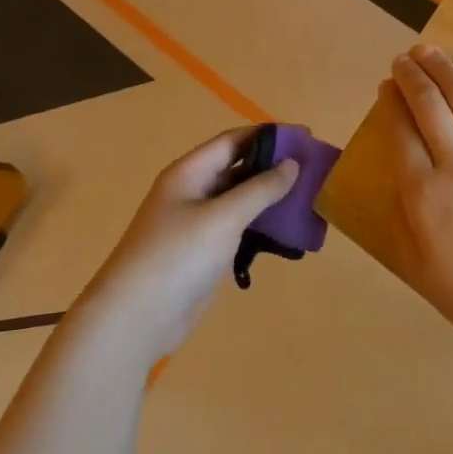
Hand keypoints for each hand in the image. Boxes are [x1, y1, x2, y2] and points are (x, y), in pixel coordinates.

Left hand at [68, 127, 297, 366]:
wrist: (136, 318)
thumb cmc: (178, 256)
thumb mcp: (224, 216)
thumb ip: (261, 188)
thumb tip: (292, 164)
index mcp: (189, 173)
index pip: (234, 140)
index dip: (270, 135)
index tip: (307, 136)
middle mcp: (193, 192)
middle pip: (239, 168)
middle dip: (276, 165)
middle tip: (315, 168)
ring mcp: (198, 224)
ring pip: (243, 199)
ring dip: (273, 197)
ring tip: (311, 197)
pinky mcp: (206, 251)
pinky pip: (241, 228)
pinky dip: (265, 225)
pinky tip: (290, 230)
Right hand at [382, 46, 452, 350]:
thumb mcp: (419, 268)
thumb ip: (403, 218)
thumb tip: (397, 177)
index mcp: (424, 195)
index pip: (400, 133)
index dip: (391, 103)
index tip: (386, 86)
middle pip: (431, 105)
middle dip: (413, 75)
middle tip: (404, 58)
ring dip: (446, 69)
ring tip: (431, 52)